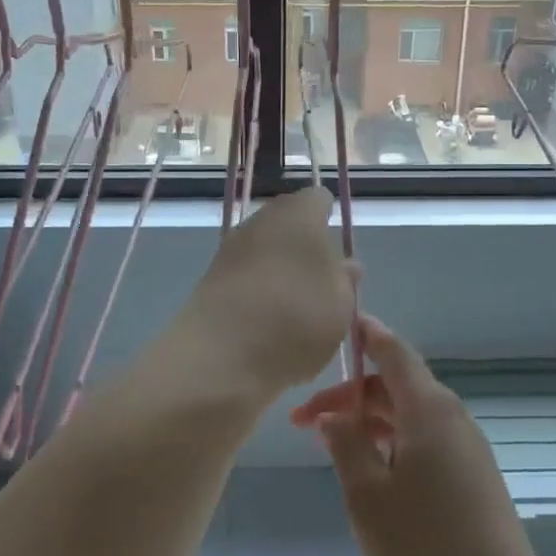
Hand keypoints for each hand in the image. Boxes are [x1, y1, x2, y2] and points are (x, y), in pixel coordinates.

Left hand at [180, 186, 357, 400]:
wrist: (222, 355)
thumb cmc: (298, 317)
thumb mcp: (342, 304)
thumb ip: (346, 280)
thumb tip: (345, 265)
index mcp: (300, 213)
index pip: (319, 200)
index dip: (330, 219)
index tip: (338, 250)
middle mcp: (262, 220)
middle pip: (289, 223)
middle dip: (305, 246)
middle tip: (322, 283)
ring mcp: (231, 247)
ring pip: (265, 249)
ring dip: (280, 269)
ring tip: (297, 309)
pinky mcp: (210, 277)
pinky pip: (245, 275)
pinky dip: (258, 290)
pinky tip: (268, 321)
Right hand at [290, 315, 551, 555]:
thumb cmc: (424, 546)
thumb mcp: (367, 494)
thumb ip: (346, 444)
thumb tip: (333, 414)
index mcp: (429, 409)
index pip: (393, 351)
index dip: (365, 335)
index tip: (336, 327)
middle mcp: (452, 417)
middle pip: (396, 386)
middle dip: (350, 396)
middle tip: (303, 423)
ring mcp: (466, 447)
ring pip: (409, 416)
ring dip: (369, 422)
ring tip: (330, 448)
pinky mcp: (472, 476)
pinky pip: (425, 440)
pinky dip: (392, 442)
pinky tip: (370, 473)